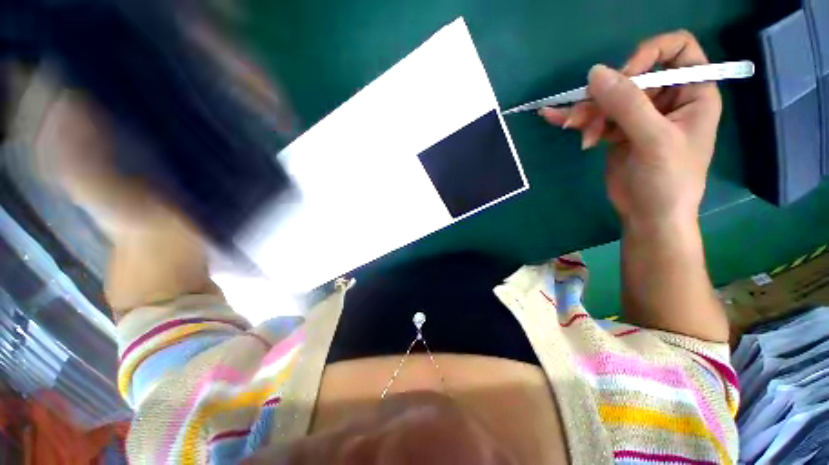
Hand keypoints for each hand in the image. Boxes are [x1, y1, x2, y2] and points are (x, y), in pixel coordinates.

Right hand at [541, 31, 721, 227]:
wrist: (648, 216)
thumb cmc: (667, 181)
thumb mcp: (653, 140)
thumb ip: (627, 105)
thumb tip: (595, 73)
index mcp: (693, 93)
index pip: (676, 50)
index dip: (649, 54)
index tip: (625, 77)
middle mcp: (667, 98)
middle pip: (633, 77)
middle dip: (606, 95)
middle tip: (585, 117)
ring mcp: (640, 116)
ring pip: (609, 99)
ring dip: (586, 111)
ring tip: (569, 125)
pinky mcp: (618, 132)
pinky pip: (596, 117)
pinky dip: (577, 119)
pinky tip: (554, 118)